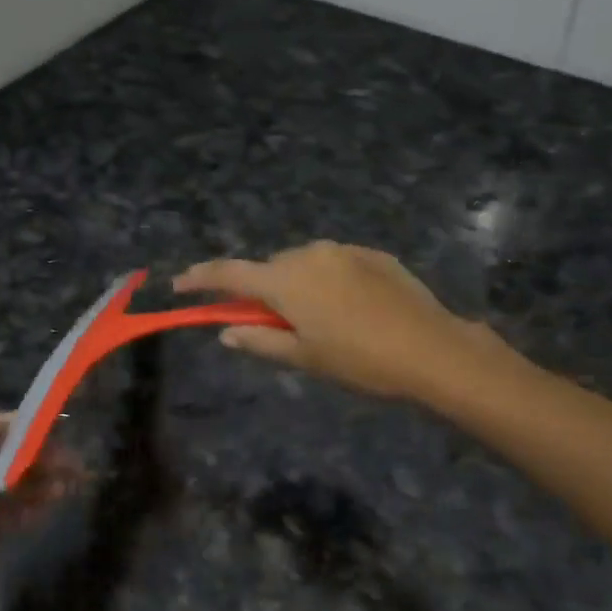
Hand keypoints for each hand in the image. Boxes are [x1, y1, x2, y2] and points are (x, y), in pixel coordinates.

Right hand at [175, 241, 521, 403]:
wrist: (432, 349)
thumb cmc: (359, 360)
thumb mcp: (304, 358)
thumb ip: (260, 342)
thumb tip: (227, 334)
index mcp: (285, 280)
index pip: (229, 274)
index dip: (200, 279)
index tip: (179, 285)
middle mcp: (309, 254)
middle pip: (269, 268)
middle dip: (262, 291)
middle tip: (272, 324)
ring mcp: (344, 250)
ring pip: (303, 264)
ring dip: (297, 285)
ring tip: (319, 320)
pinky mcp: (372, 254)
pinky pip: (334, 263)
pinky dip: (328, 281)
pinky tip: (350, 309)